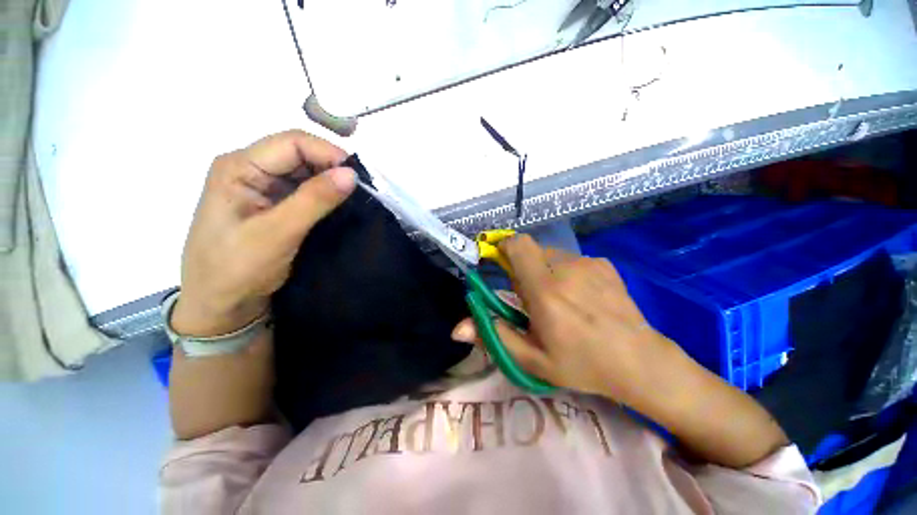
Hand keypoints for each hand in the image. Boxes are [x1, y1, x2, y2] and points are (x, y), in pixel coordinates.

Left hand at [171, 130, 355, 336]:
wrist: (220, 306)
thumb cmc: (237, 269)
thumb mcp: (278, 232)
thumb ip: (315, 200)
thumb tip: (351, 174)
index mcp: (239, 167)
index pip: (292, 142)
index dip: (328, 154)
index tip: (358, 178)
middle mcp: (250, 169)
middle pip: (299, 154)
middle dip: (332, 168)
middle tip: (360, 191)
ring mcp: (262, 187)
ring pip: (305, 172)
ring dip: (330, 182)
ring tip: (353, 200)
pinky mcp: (273, 204)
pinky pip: (304, 190)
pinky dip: (325, 196)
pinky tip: (338, 208)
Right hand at [452, 235, 675, 401]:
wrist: (639, 360)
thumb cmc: (581, 364)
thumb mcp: (531, 358)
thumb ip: (493, 336)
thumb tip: (457, 328)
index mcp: (545, 292)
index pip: (518, 246)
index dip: (504, 248)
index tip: (500, 264)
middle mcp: (566, 269)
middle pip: (532, 251)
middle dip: (524, 268)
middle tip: (533, 297)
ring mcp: (588, 263)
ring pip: (551, 255)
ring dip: (545, 271)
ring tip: (559, 299)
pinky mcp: (603, 264)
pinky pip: (571, 260)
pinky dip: (565, 272)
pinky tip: (581, 296)